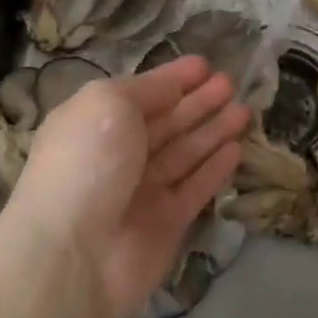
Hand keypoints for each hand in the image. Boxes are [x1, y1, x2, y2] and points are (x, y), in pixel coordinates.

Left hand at [8, 54, 247, 317]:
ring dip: (214, 130)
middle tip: (232, 83)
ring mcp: (144, 190)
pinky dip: (215, 168)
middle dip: (199, 101)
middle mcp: (120, 154)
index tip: (205, 64)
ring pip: (186, 152)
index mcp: (97, 121)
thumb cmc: (87, 161)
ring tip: (245, 110)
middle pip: (168, 121)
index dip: (173, 78)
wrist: (73, 253)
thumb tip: (172, 87)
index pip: (143, 93)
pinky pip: (196, 187)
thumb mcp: (109, 102)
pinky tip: (236, 148)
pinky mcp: (167, 222)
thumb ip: (147, 90)